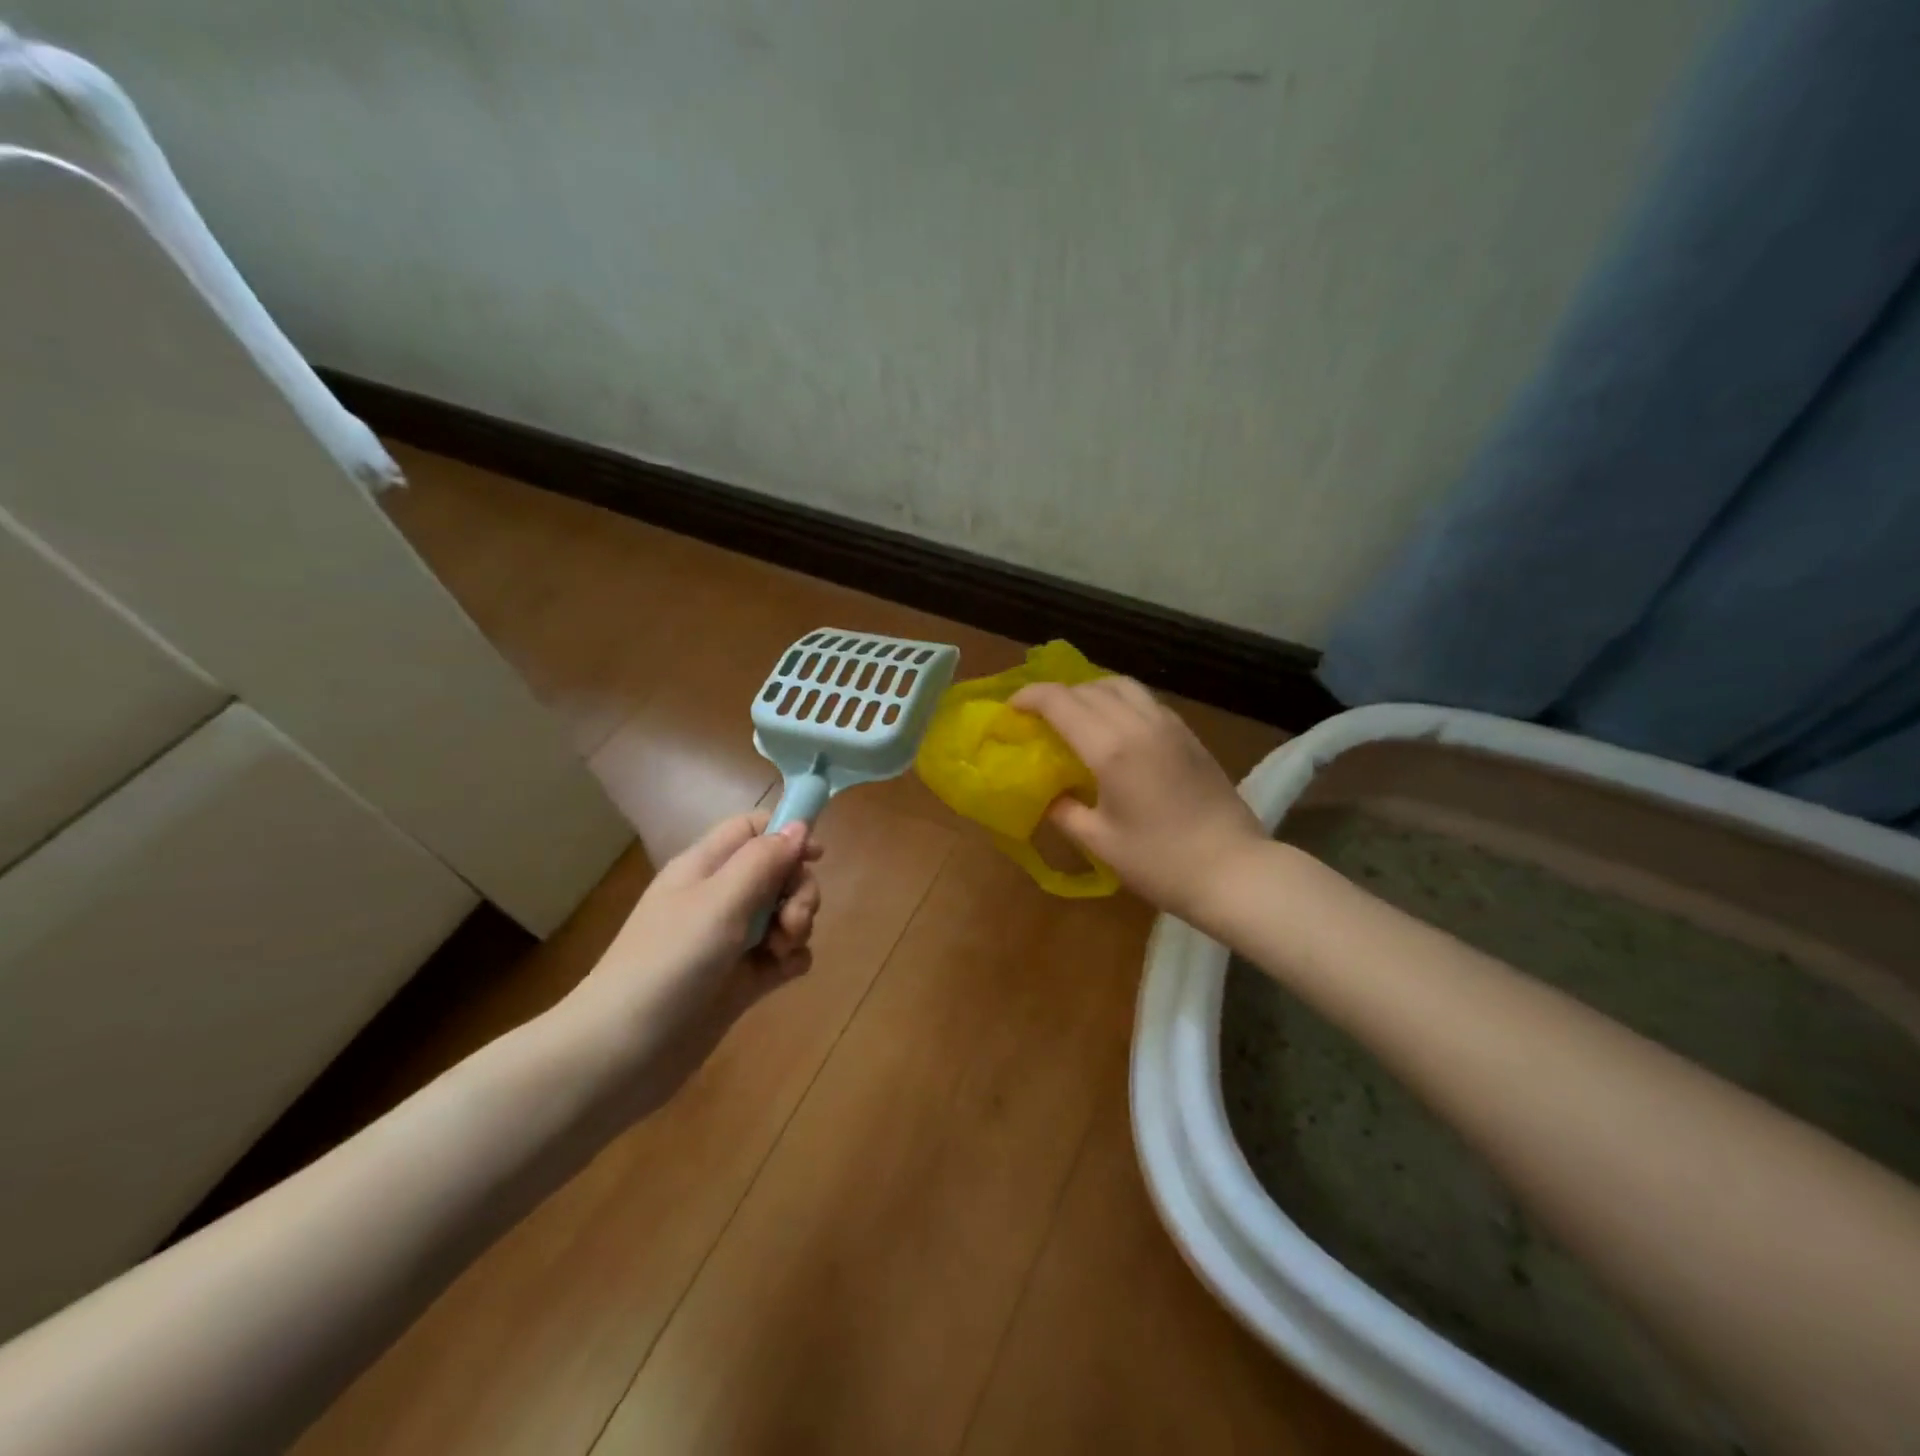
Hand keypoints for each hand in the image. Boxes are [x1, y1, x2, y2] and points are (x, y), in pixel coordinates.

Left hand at [558, 811, 822, 1119]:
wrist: (622, 1052)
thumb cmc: (669, 961)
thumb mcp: (720, 901)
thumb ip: (764, 860)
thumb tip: (800, 826)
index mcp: (705, 867)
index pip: (752, 828)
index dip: (786, 834)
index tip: (816, 856)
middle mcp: (719, 898)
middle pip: (778, 872)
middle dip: (799, 891)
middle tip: (793, 921)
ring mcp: (731, 941)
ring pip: (784, 913)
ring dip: (798, 925)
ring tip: (782, 951)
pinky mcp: (740, 980)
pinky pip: (782, 956)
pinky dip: (791, 959)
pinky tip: (785, 972)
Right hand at [1010, 678, 1263, 922]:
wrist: (1233, 869)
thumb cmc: (1160, 862)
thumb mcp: (1100, 841)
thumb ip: (1064, 811)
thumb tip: (1046, 795)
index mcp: (1111, 748)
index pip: (1061, 702)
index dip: (1030, 697)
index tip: (1012, 708)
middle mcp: (1139, 724)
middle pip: (1089, 687)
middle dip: (1057, 695)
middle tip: (1038, 716)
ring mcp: (1169, 725)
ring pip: (1122, 685)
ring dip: (1091, 691)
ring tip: (1075, 715)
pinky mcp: (1188, 734)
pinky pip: (1145, 700)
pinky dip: (1119, 701)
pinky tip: (1114, 728)